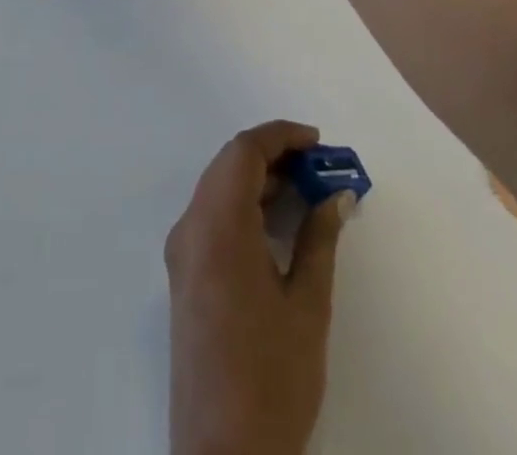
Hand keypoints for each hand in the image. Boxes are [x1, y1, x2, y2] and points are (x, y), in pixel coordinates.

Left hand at [166, 121, 353, 454]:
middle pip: (228, 165)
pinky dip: (243, 205)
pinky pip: (212, 216)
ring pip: (218, 188)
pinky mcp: (183, 276)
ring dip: (258, 179)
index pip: (243, 152)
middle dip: (273, 155)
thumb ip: (319, 239)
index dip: (281, 136)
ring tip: (305, 191)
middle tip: (318, 167)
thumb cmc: (271, 378)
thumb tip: (335, 195)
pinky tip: (276, 222)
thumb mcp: (307, 305)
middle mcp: (190, 228)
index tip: (318, 143)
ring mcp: (181, 253)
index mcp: (217, 226)